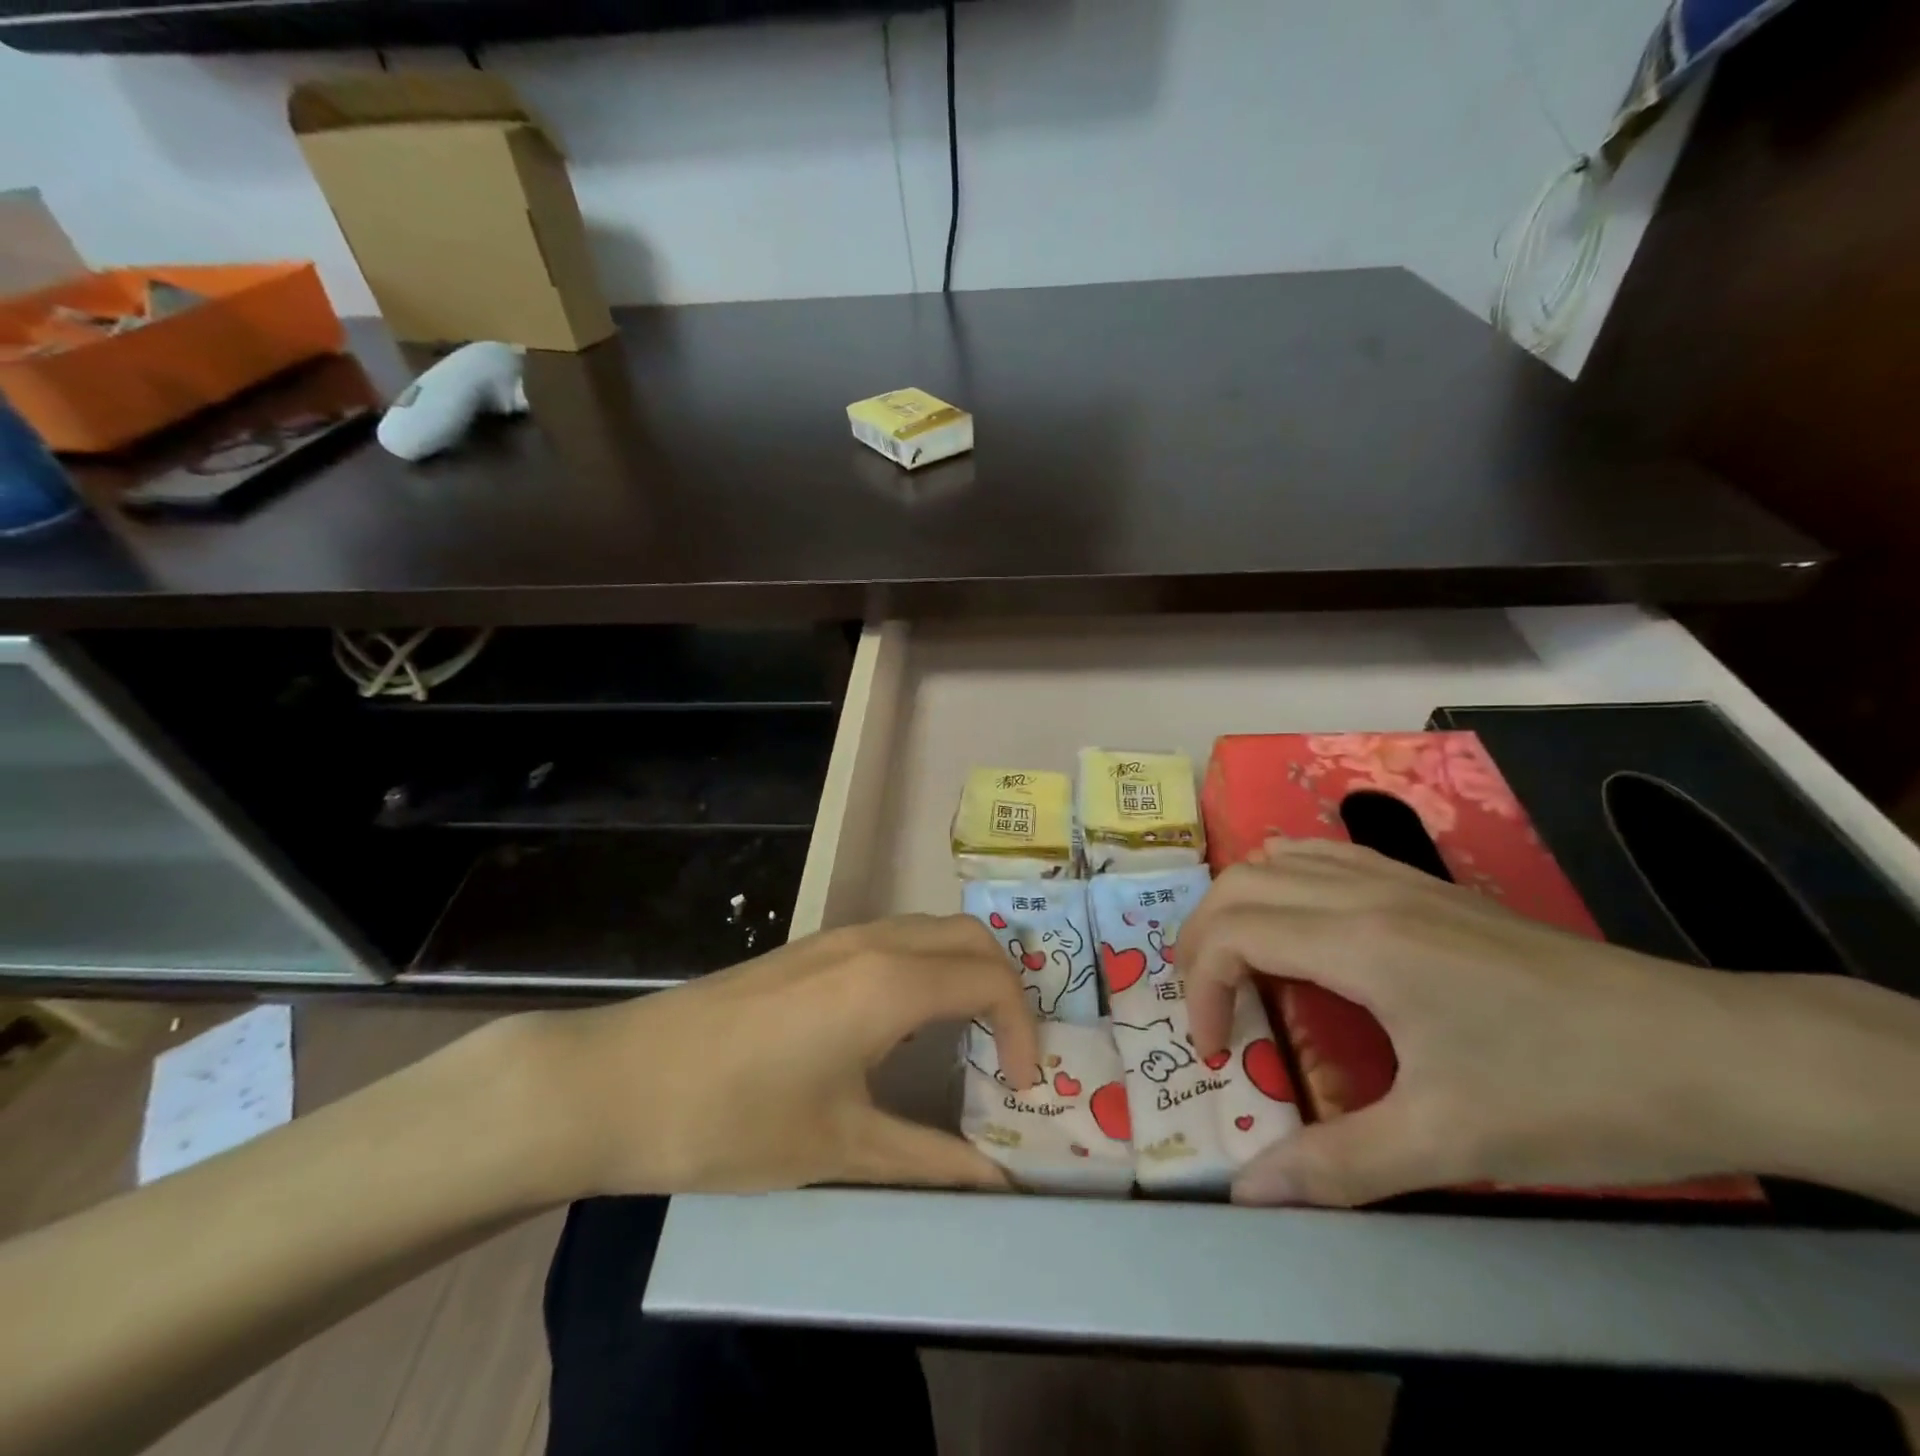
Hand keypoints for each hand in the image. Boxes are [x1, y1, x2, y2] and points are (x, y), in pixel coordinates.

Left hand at [512, 914, 1038, 1197]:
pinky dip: (928, 967)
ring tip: (966, 1039)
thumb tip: (997, 1183)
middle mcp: (874, 941)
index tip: (1021, 1087)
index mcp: (890, 983)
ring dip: (966, 972)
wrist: (619, 1080)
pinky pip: (896, 938)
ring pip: (932, 930)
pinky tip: (905, 1023)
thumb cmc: (734, 1119)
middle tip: (1005, 1055)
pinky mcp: (811, 948)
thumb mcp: (840, 1148)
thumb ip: (930, 1161)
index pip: (992, 980)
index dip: (1024, 1030)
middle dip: (1006, 988)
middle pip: (972, 938)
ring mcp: (838, 936)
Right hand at [1178, 839, 1789, 1206]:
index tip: (1219, 1054)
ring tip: (1240, 964)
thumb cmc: (1574, 1094)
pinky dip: (1285, 881)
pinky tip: (1304, 926)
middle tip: (1212, 1008)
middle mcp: (1367, 893)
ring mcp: (1400, 881)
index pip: (1233, 933)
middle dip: (1201, 941)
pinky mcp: (1430, 888)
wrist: (1715, 1052)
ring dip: (1239, 905)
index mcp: (1361, 942)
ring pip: (1280, 858)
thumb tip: (1248, 1195)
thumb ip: (1337, 1165)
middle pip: (1240, 883)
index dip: (1201, 989)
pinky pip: (1326, 856)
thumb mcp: (1451, 1143)